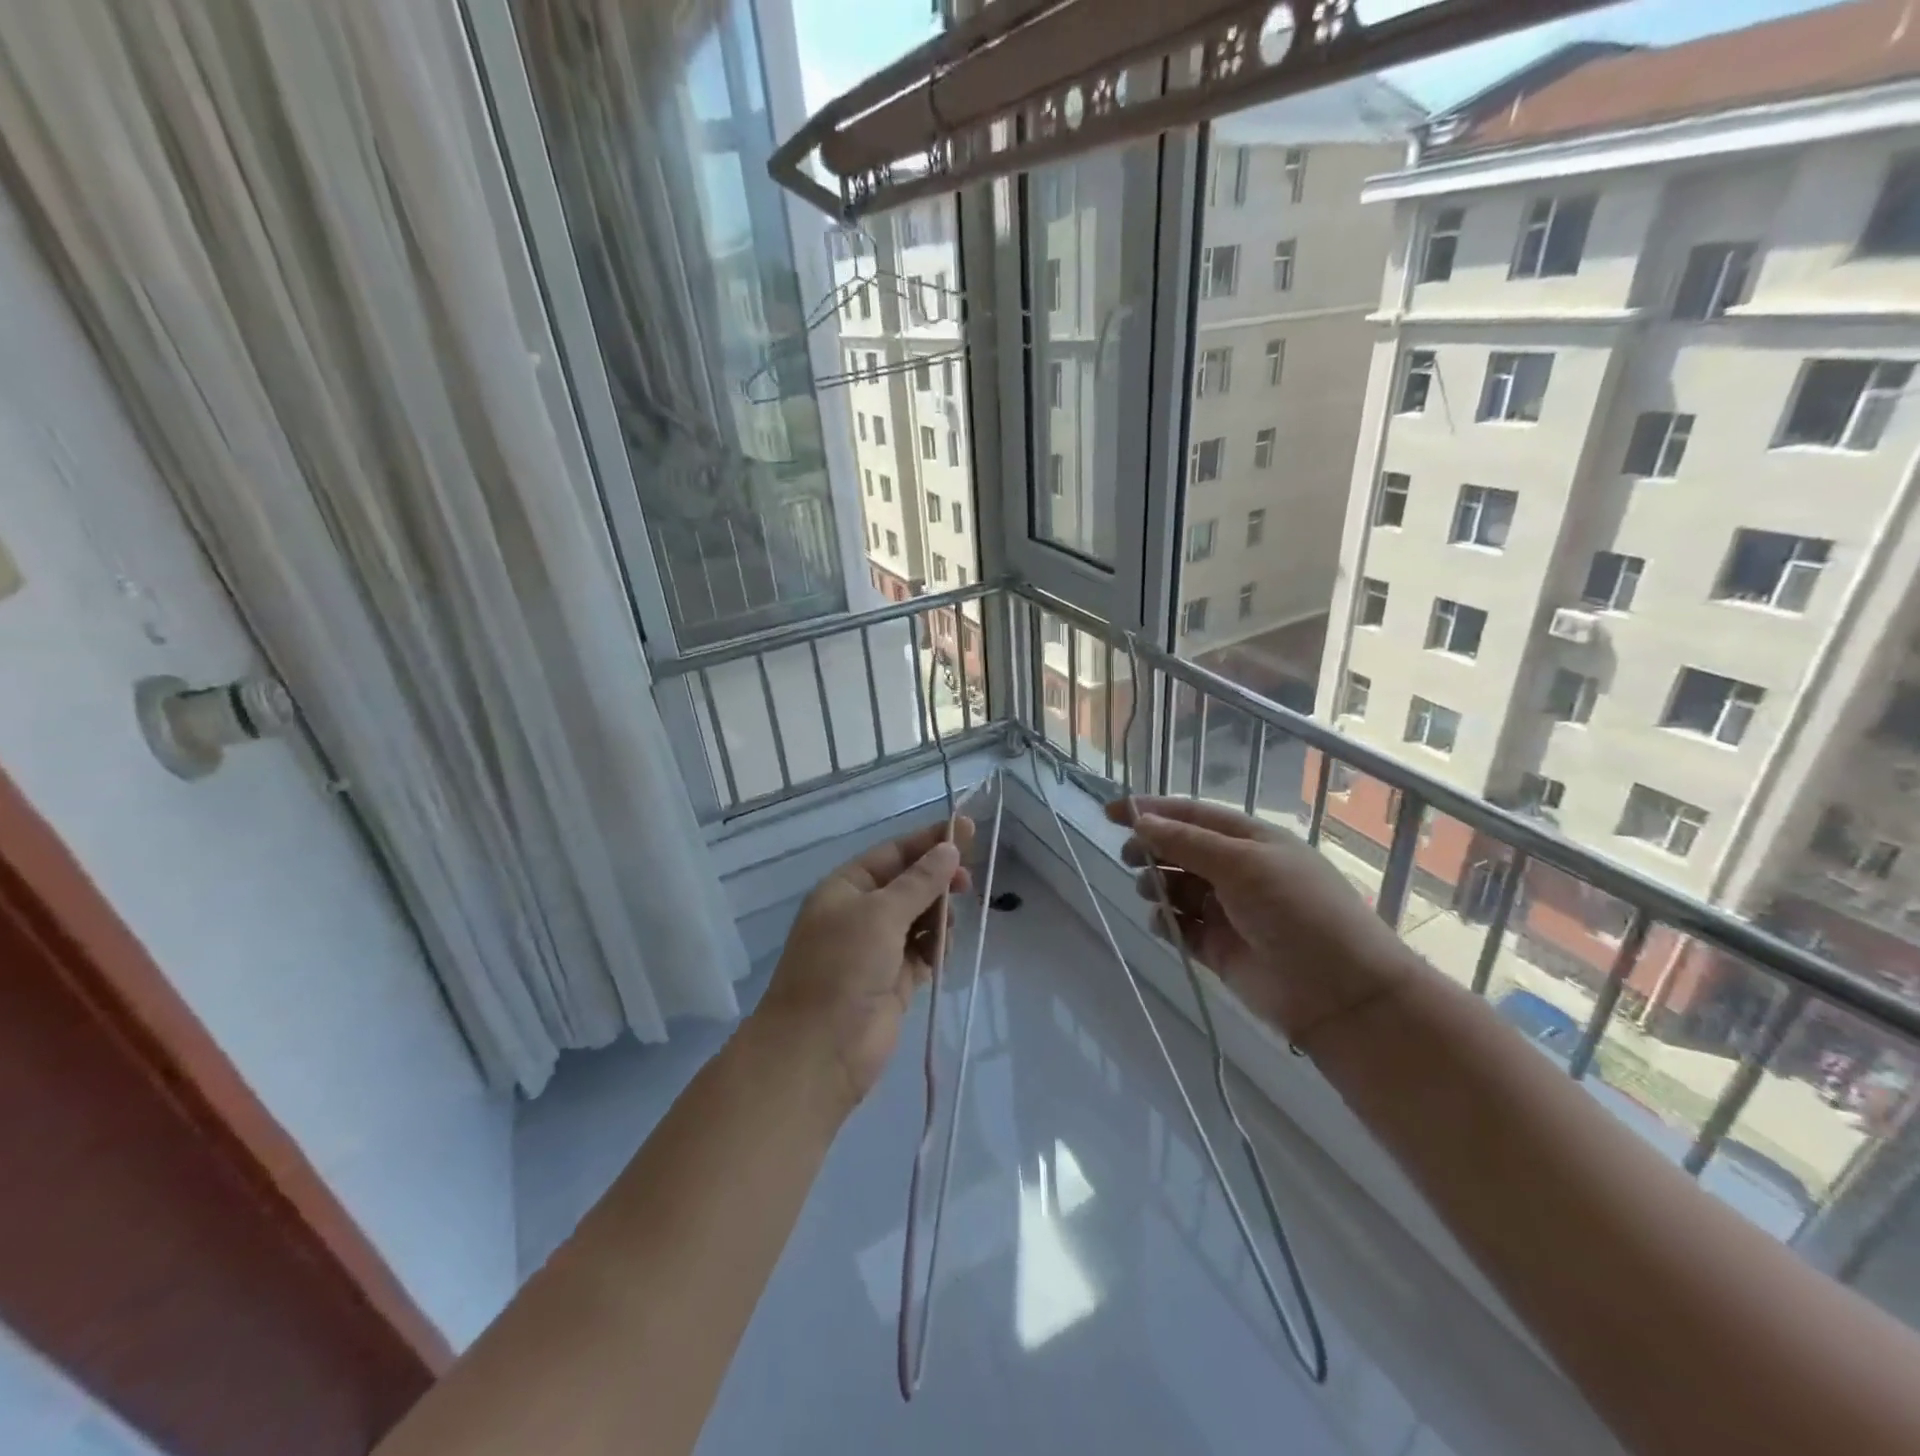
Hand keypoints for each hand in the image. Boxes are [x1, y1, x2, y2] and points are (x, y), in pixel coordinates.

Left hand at [758, 817, 976, 1110]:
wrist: (819, 1051)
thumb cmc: (842, 968)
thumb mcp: (880, 914)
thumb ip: (920, 881)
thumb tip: (950, 849)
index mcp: (846, 888)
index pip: (893, 853)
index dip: (929, 841)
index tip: (967, 831)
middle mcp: (861, 914)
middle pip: (909, 884)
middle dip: (938, 881)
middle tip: (966, 884)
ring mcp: (877, 949)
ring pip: (920, 918)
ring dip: (939, 917)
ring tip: (947, 928)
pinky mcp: (894, 980)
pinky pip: (924, 951)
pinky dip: (937, 948)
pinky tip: (942, 953)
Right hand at [1107, 797, 1416, 1045]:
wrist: (1340, 993)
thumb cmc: (1297, 911)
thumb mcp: (1243, 864)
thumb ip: (1187, 842)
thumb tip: (1140, 820)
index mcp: (1249, 840)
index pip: (1191, 816)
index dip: (1150, 810)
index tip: (1111, 813)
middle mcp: (1236, 871)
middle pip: (1179, 850)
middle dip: (1150, 848)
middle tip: (1129, 857)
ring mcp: (1226, 910)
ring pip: (1175, 887)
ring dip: (1156, 883)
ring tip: (1150, 891)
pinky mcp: (1217, 948)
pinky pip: (1179, 927)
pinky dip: (1165, 922)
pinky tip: (1163, 925)